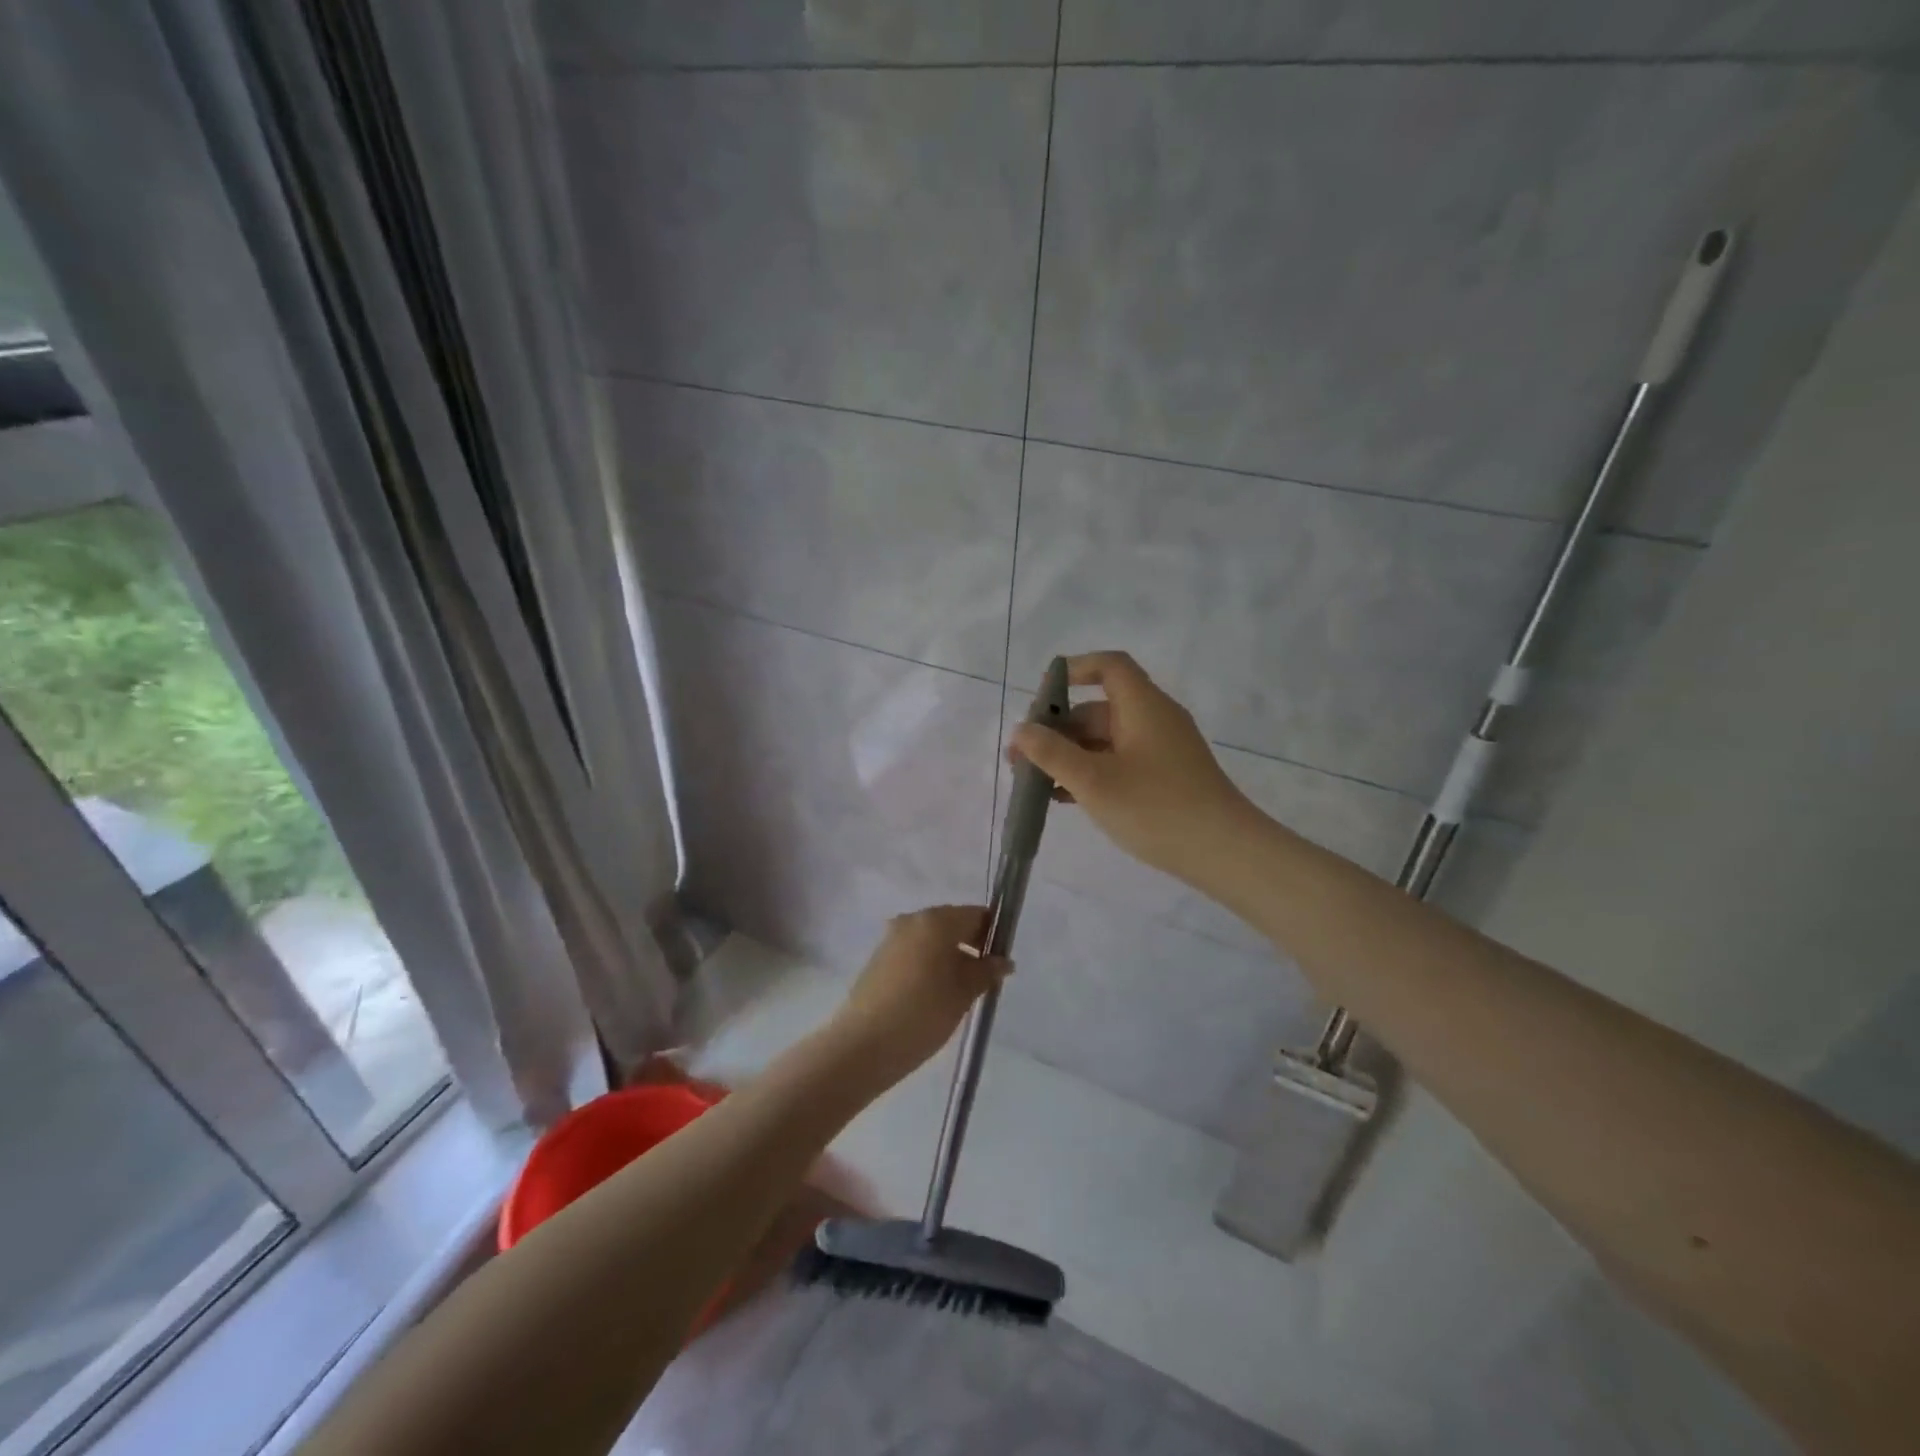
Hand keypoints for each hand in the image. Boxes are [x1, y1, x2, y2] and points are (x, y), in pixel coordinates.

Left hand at [830, 906, 1006, 1084]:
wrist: (864, 1044)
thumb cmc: (923, 1013)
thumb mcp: (963, 993)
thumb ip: (986, 972)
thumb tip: (1003, 961)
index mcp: (936, 920)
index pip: (976, 915)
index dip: (992, 934)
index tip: (1000, 961)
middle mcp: (912, 920)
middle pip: (952, 923)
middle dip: (971, 946)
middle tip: (984, 980)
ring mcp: (892, 937)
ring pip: (931, 940)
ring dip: (949, 957)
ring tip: (959, 992)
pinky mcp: (878, 958)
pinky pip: (913, 952)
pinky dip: (928, 965)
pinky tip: (933, 996)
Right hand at [1009, 651, 1252, 883]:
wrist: (1224, 852)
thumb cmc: (1155, 807)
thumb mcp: (1094, 780)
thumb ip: (1052, 753)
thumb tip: (1022, 730)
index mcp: (1143, 706)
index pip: (1110, 666)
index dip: (1074, 670)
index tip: (1041, 696)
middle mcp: (1154, 720)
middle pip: (1099, 709)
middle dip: (1058, 729)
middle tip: (1021, 757)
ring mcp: (1162, 751)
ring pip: (1106, 740)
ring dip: (1070, 755)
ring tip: (1035, 783)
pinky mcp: (1166, 778)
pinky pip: (1120, 762)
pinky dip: (1092, 772)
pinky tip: (1065, 798)